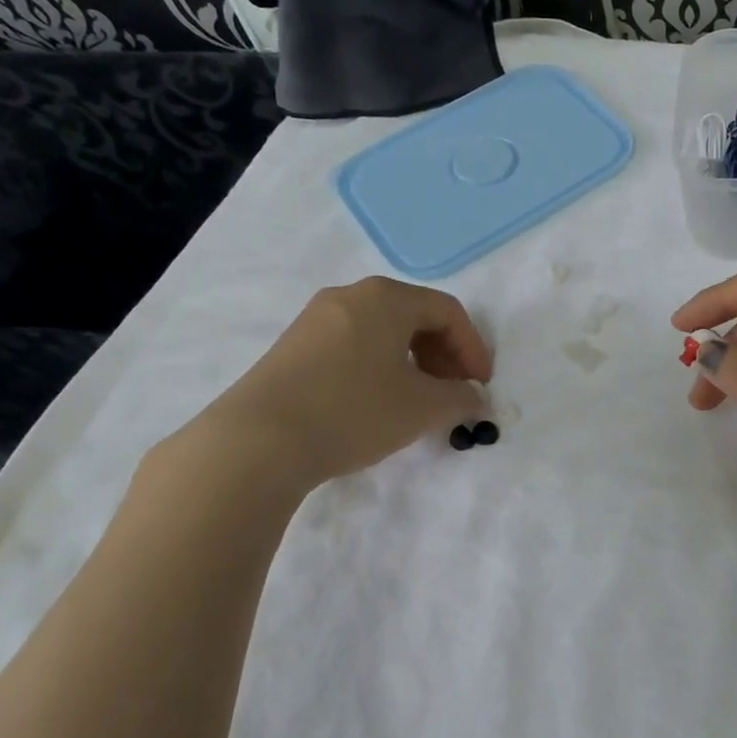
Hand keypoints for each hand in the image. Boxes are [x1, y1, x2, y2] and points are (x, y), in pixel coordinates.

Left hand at [184, 277, 491, 488]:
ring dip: (411, 363)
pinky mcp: (292, 347)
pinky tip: (375, 403)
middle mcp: (350, 296)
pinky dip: (378, 367)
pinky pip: (351, 345)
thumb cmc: (353, 411)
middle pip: (414, 316)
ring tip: (416, 402)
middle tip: (452, 393)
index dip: (473, 348)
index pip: (448, 312)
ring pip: (381, 332)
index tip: (479, 387)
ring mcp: (315, 319)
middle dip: (443, 355)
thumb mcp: (422, 408)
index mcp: (386, 297)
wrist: (256, 441)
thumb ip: (460, 399)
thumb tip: (474, 398)